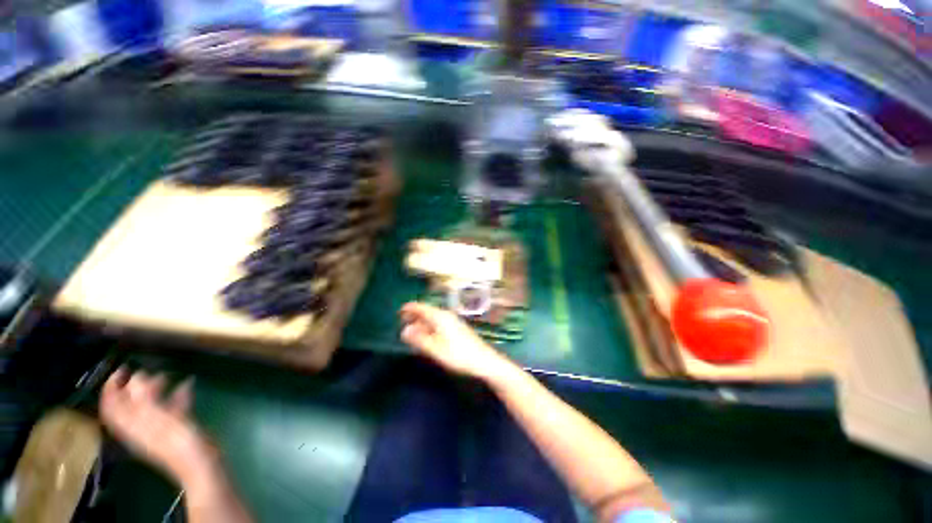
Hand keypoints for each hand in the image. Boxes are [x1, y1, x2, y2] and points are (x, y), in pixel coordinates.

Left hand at [99, 368, 218, 485]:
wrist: (201, 462)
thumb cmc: (178, 441)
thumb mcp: (161, 419)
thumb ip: (146, 400)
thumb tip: (136, 378)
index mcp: (132, 425)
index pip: (112, 407)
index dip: (111, 388)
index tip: (122, 370)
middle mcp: (140, 426)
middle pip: (128, 405)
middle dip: (134, 386)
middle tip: (146, 371)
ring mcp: (158, 428)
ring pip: (149, 405)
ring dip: (155, 389)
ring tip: (167, 376)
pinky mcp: (175, 428)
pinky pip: (169, 408)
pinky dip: (175, 395)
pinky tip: (188, 386)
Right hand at [399, 302, 512, 381]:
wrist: (483, 360)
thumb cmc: (458, 355)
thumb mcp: (435, 349)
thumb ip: (419, 339)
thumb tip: (404, 330)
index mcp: (440, 317)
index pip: (421, 307)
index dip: (409, 308)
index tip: (398, 312)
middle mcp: (446, 315)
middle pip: (427, 311)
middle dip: (415, 315)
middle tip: (402, 321)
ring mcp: (453, 321)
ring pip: (433, 317)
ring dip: (422, 321)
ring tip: (412, 328)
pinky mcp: (457, 328)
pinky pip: (439, 322)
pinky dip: (430, 325)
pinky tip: (428, 334)